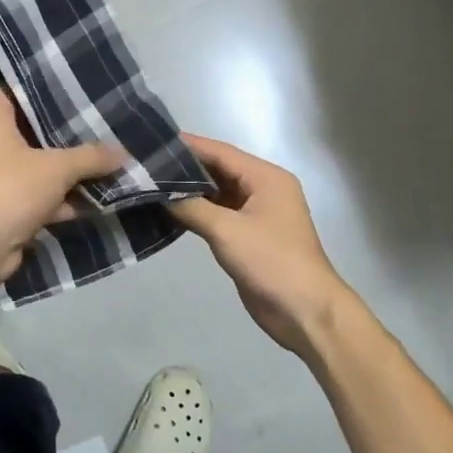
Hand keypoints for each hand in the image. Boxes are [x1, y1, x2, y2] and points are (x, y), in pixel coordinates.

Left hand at [0, 87, 124, 289]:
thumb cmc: (9, 191)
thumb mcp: (57, 169)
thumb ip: (91, 157)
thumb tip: (124, 153)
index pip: (11, 90)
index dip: (38, 85)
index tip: (68, 84)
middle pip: (28, 129)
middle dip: (62, 131)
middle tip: (95, 120)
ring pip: (35, 165)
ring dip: (65, 169)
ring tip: (102, 158)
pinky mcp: (1, 207)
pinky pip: (35, 194)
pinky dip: (58, 198)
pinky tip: (91, 200)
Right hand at [168, 134, 356, 357]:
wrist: (305, 312)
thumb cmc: (271, 262)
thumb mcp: (227, 231)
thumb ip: (191, 207)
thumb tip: (158, 193)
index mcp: (266, 178)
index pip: (220, 152)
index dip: (188, 146)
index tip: (154, 140)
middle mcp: (263, 189)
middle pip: (219, 170)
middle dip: (185, 168)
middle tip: (147, 163)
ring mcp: (256, 213)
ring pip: (217, 193)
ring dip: (190, 191)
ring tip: (151, 184)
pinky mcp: (248, 236)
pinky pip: (219, 214)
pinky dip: (197, 211)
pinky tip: (170, 210)